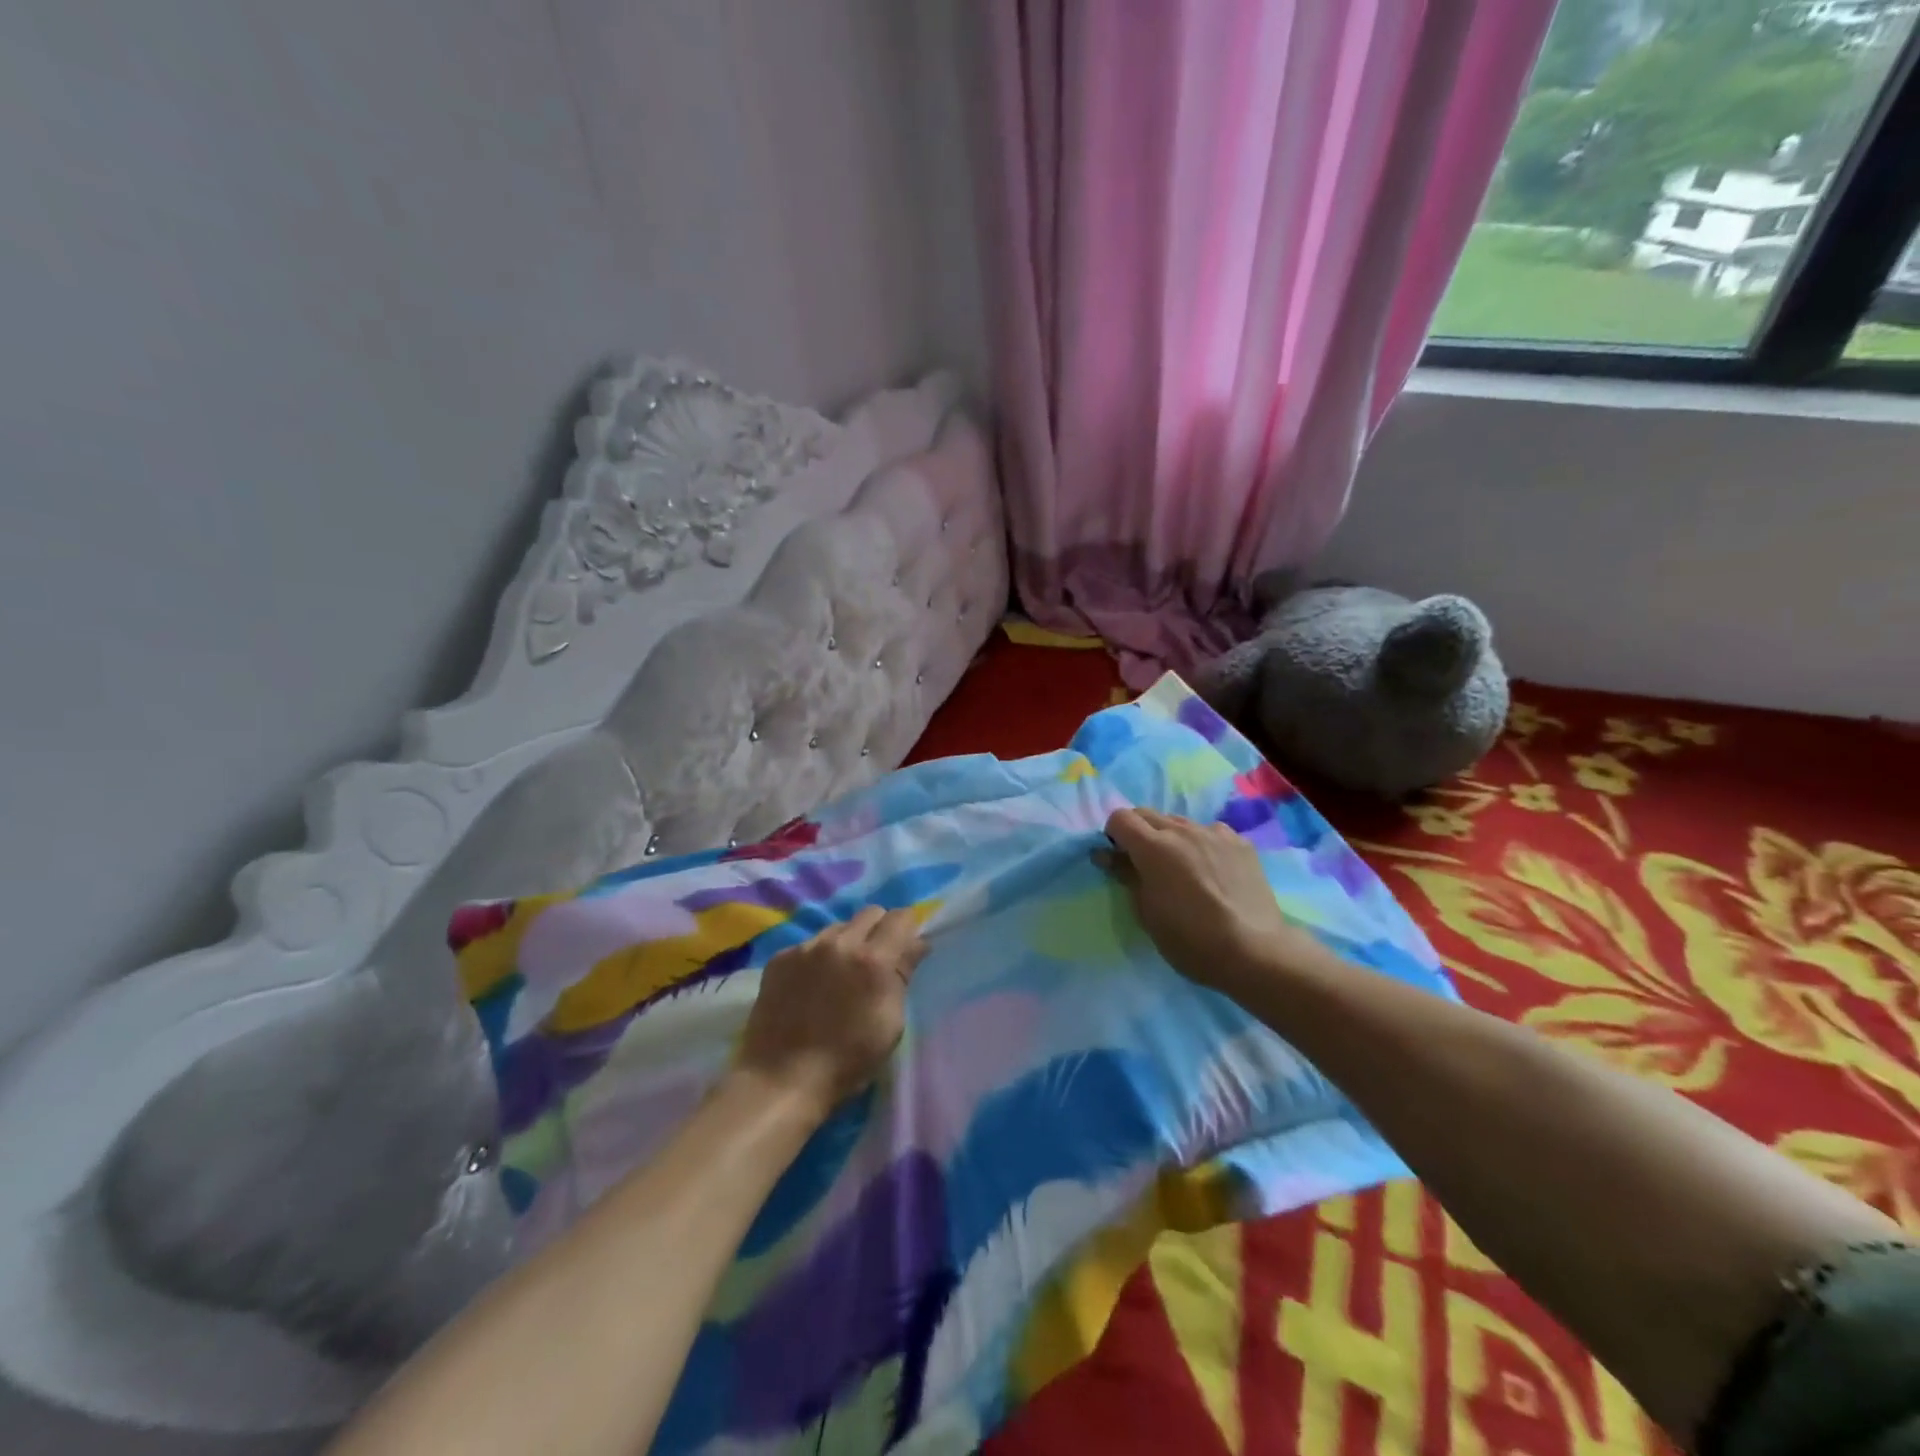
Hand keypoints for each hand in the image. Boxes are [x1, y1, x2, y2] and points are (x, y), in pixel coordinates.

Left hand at [735, 906, 927, 1117]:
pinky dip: (817, 958)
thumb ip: (903, 975)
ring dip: (847, 943)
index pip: (901, 917)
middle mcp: (839, 942)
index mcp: (873, 960)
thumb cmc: (847, 1061)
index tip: (907, 947)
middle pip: (870, 913)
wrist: (781, 1080)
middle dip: (880, 930)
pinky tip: (812, 986)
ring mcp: (805, 948)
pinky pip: (809, 945)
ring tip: (840, 975)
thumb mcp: (890, 1023)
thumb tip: (916, 944)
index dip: (908, 929)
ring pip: (838, 928)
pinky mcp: (780, 958)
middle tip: (877, 961)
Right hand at [1102, 808, 1323, 997]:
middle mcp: (1182, 830)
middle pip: (1148, 814)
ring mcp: (1215, 833)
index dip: (1113, 835)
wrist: (1254, 951)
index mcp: (1153, 847)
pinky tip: (1212, 870)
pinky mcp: (1241, 843)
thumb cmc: (1190, 939)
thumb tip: (1107, 855)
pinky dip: (1201, 844)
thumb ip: (1126, 876)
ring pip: (1180, 822)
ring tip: (1182, 868)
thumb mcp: (1146, 912)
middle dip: (1138, 832)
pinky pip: (1210, 832)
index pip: (1120, 818)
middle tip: (1144, 864)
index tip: (1119, 859)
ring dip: (1170, 837)